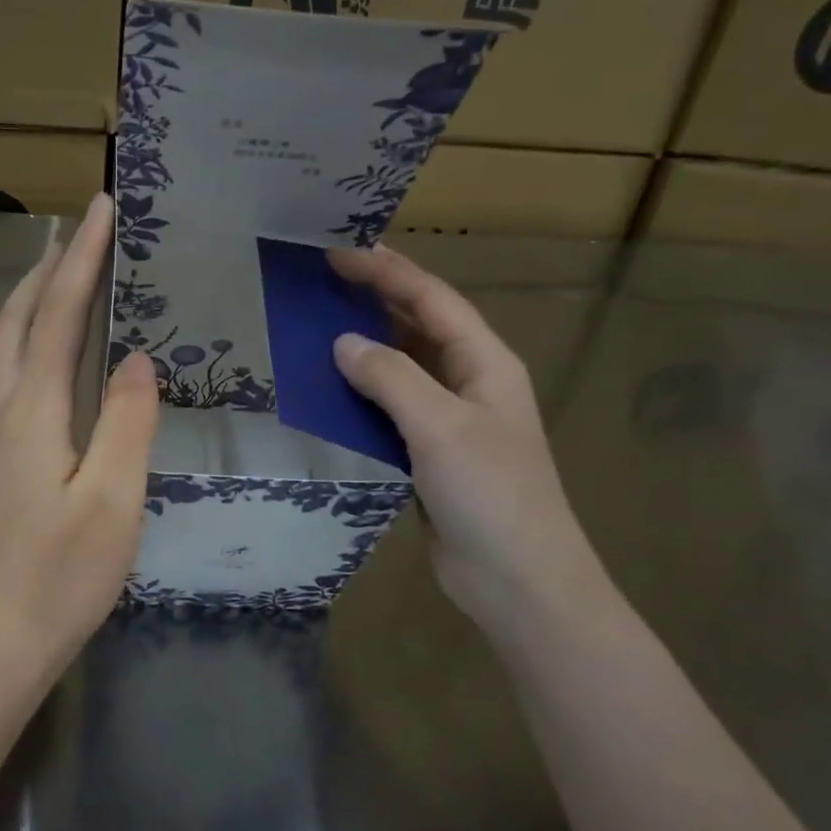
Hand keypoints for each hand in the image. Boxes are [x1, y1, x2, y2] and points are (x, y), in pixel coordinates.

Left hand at [0, 192, 158, 678]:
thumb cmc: (62, 574)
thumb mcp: (113, 499)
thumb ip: (125, 422)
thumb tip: (134, 358)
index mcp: (32, 411)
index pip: (58, 314)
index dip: (82, 259)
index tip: (101, 207)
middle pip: (17, 319)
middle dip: (48, 267)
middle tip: (78, 227)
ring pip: (3, 346)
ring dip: (31, 299)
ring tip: (61, 271)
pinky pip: (5, 375)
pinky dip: (26, 339)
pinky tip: (44, 350)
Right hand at [328, 244, 602, 626]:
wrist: (516, 579)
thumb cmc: (490, 494)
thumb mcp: (441, 426)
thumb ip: (391, 378)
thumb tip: (342, 343)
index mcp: (485, 362)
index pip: (432, 299)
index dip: (387, 271)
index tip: (337, 252)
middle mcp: (468, 382)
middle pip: (418, 325)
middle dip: (375, 297)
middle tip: (322, 277)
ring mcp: (449, 420)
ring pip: (401, 368)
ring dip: (364, 345)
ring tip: (314, 325)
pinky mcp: (427, 454)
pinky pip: (389, 409)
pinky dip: (359, 394)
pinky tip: (326, 391)